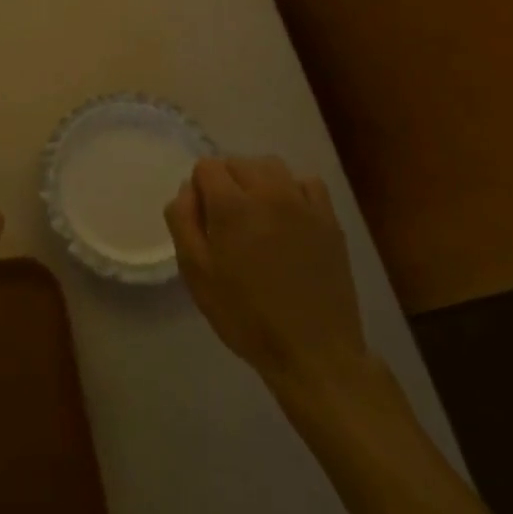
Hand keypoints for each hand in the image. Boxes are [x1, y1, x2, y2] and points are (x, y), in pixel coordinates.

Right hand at [165, 156, 374, 401]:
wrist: (313, 352)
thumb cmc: (245, 315)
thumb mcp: (195, 273)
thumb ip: (183, 221)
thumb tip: (187, 190)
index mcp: (231, 205)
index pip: (207, 166)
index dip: (199, 188)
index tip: (204, 219)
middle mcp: (268, 192)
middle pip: (238, 162)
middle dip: (226, 181)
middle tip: (227, 221)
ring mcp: (303, 203)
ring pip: (272, 166)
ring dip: (257, 180)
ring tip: (257, 214)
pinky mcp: (329, 219)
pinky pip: (307, 183)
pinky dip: (293, 190)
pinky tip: (289, 218)